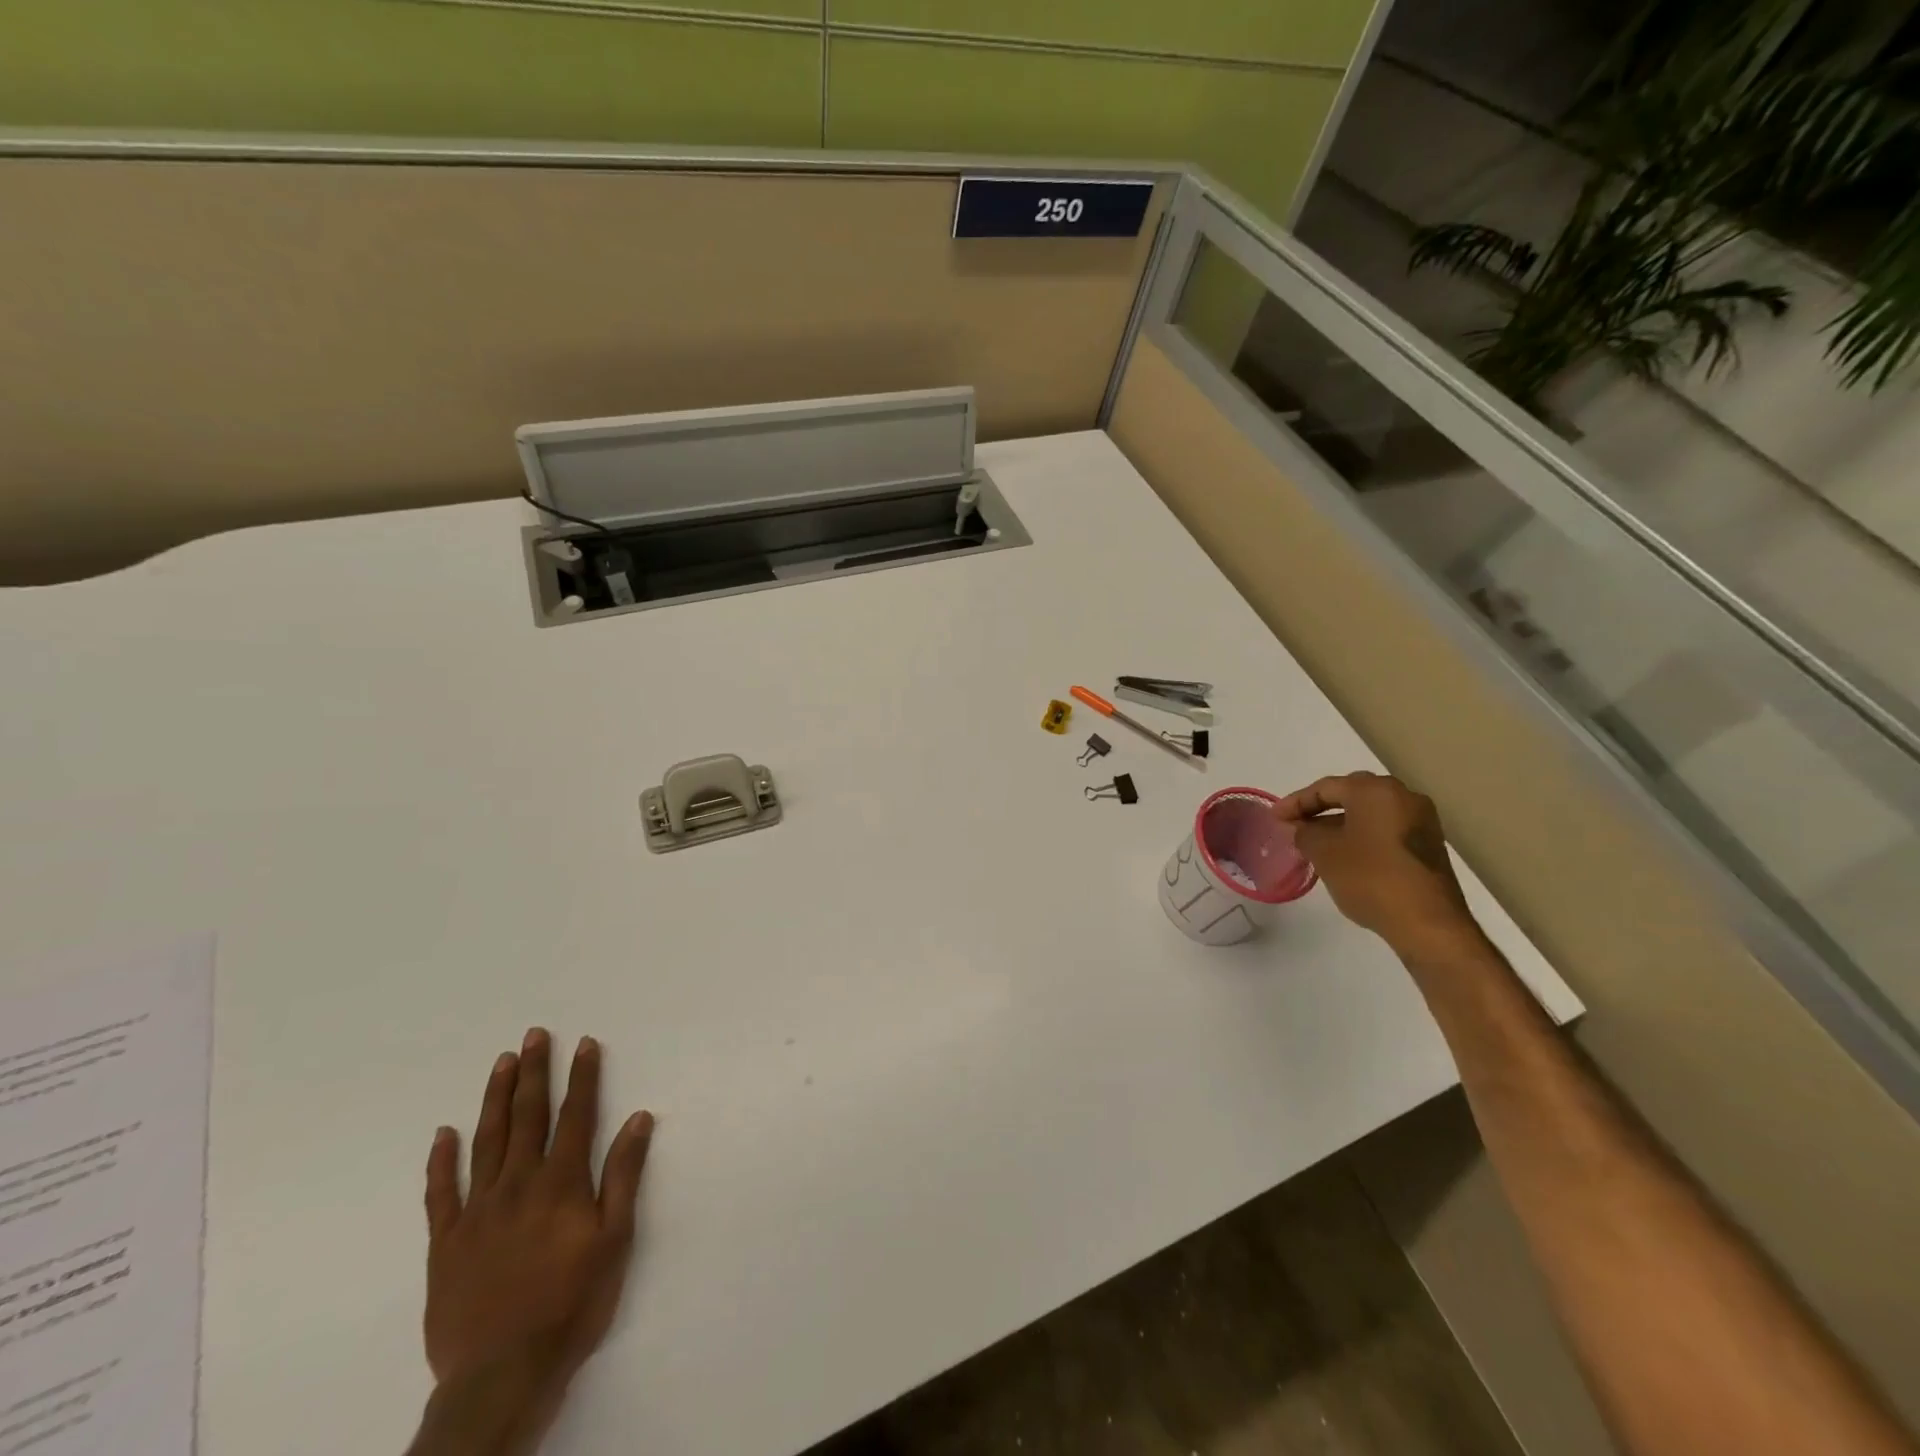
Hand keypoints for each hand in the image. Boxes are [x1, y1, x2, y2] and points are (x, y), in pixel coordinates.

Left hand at [421, 1029, 654, 1440]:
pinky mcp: (446, 1243)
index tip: (584, 1043)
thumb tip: (638, 1117)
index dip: (583, 1077)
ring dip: (495, 1098)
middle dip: (535, 1072)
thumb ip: (624, 1175)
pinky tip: (444, 1133)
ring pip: (486, 1141)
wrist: (501, 1374)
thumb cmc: (572, 1304)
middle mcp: (518, 1185)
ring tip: (502, 1063)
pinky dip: (442, 1161)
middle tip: (534, 1035)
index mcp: (561, 1183)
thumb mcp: (616, 1240)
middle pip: (528, 1116)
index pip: (576, 1115)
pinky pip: (441, 1193)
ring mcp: (477, 1211)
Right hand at [1275, 771, 1479, 956]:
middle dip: (1320, 809)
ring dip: (1341, 823)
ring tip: (1316, 842)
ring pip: (1370, 813)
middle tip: (1295, 825)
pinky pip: (1386, 829)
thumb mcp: (1324, 853)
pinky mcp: (1429, 845)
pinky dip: (1363, 835)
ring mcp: (1422, 821)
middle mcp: (1403, 796)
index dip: (1295, 802)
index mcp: (1376, 791)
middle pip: (1352, 795)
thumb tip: (1302, 827)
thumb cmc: (1370, 878)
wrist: (1428, 922)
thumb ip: (1305, 832)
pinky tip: (1346, 856)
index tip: (1275, 818)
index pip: (1326, 787)